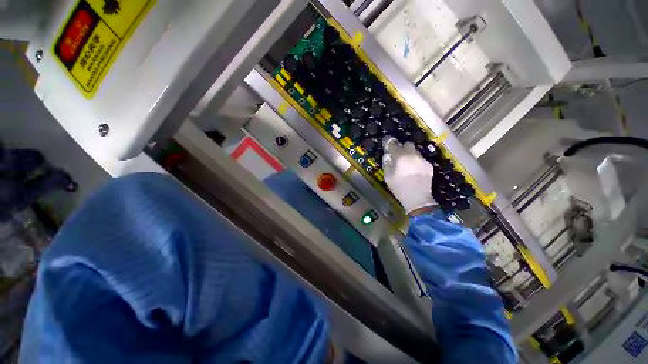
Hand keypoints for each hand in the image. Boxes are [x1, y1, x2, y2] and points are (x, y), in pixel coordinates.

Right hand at [382, 137, 435, 214]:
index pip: (393, 143)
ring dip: (410, 155)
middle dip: (402, 148)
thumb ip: (387, 163)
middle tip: (398, 156)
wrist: (418, 198)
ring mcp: (422, 159)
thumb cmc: (399, 187)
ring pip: (415, 151)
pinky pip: (421, 159)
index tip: (387, 143)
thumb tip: (388, 155)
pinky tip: (415, 171)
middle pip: (407, 143)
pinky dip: (416, 162)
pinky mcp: (429, 165)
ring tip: (407, 165)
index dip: (389, 142)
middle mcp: (412, 154)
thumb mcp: (387, 176)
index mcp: (400, 156)